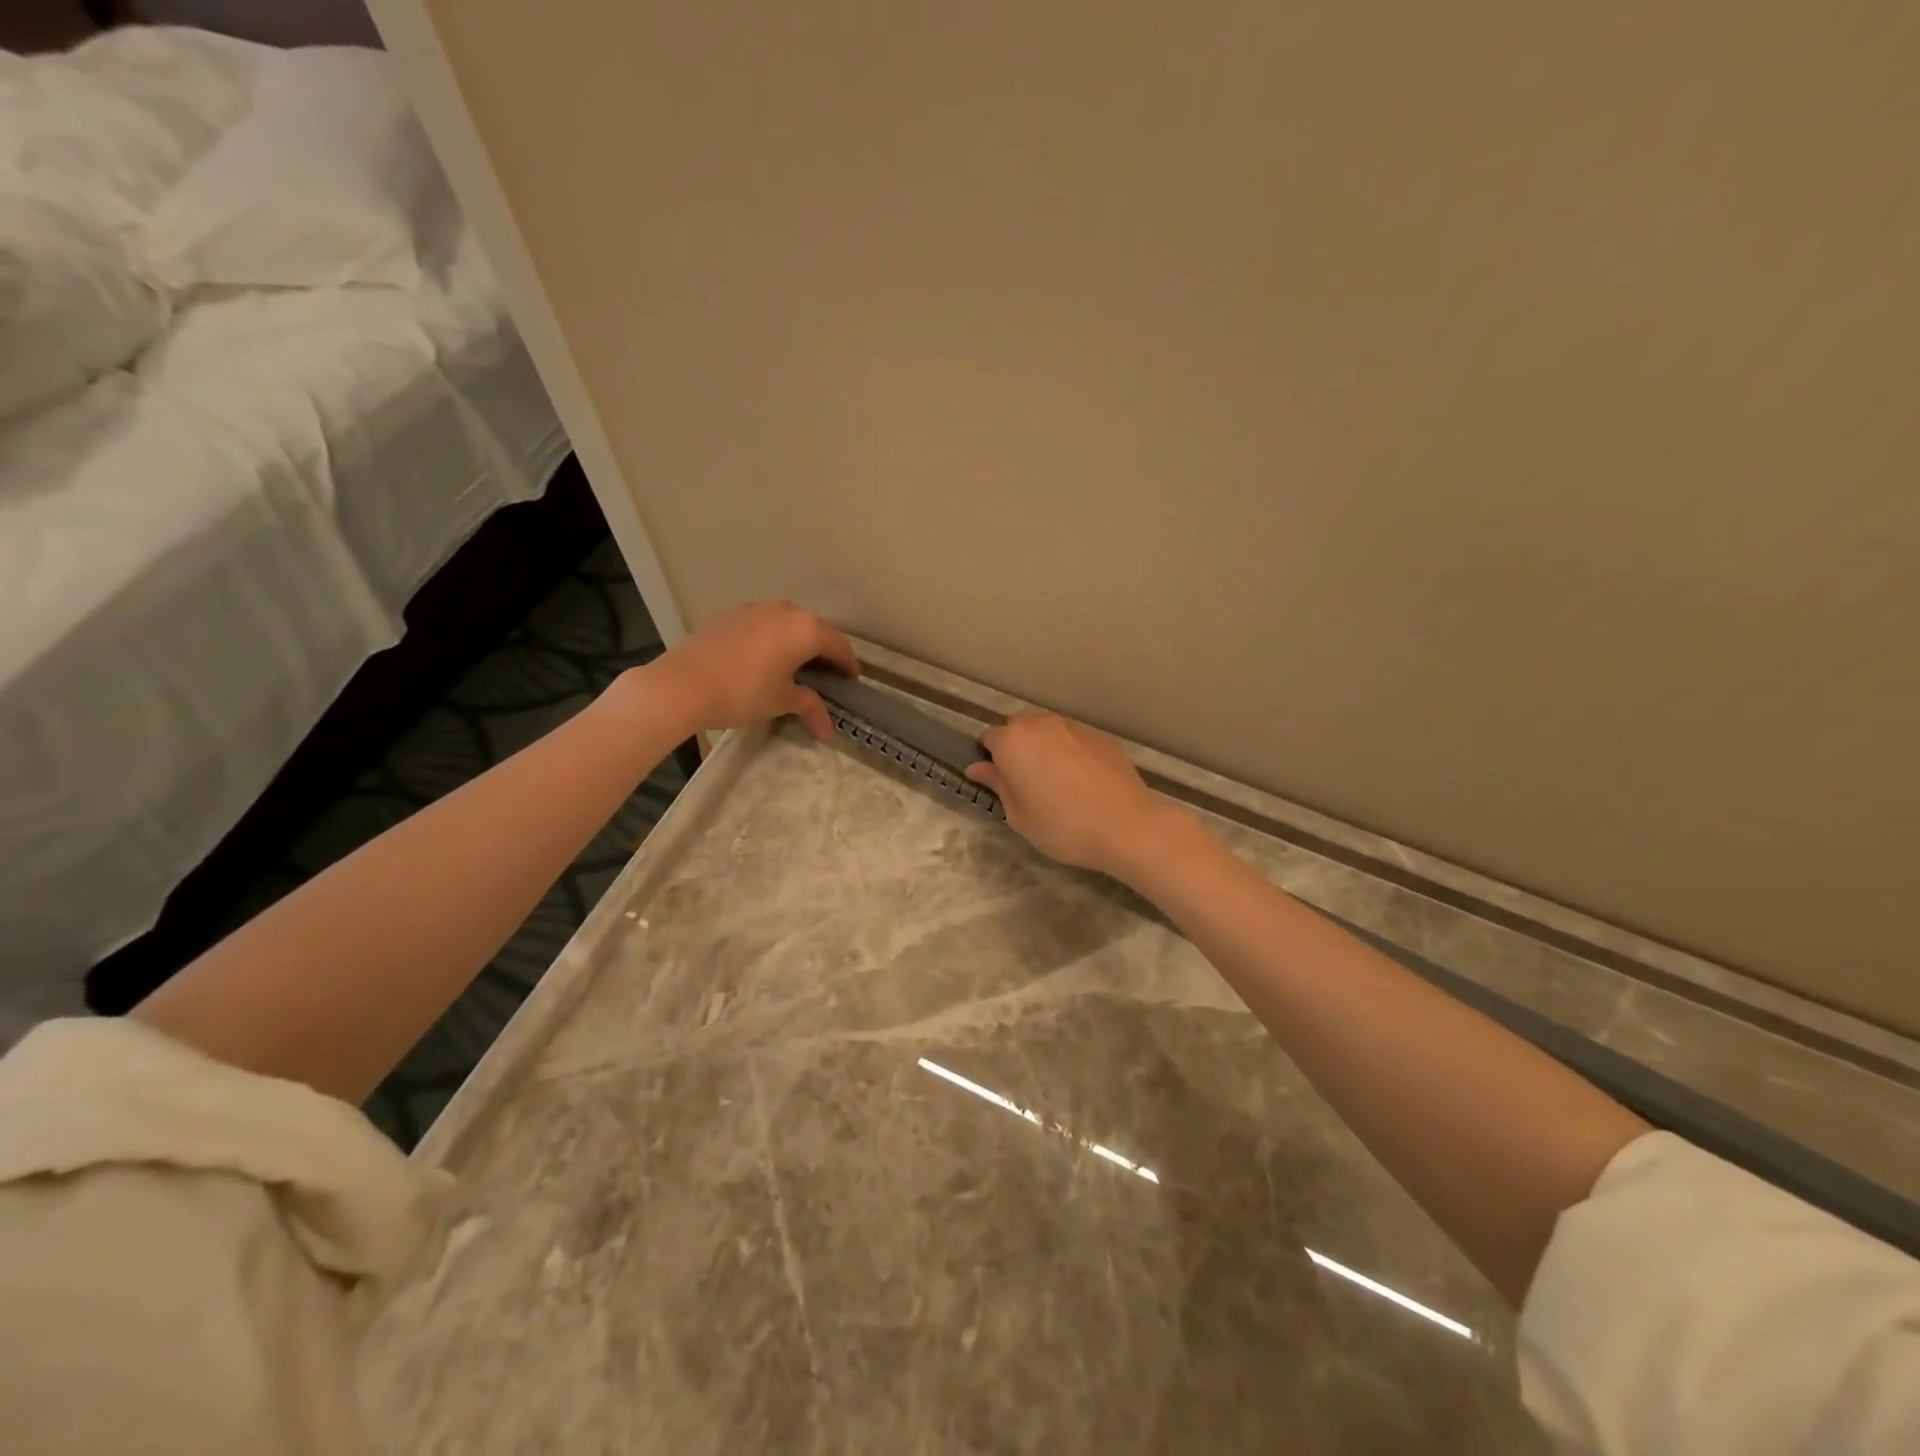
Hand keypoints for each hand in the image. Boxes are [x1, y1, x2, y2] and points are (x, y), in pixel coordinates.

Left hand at [650, 601, 858, 739]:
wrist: (683, 684)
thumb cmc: (744, 693)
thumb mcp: (782, 701)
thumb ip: (810, 707)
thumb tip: (828, 730)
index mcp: (805, 629)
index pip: (838, 645)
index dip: (848, 665)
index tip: (850, 683)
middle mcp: (784, 610)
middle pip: (814, 630)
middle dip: (823, 652)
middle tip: (825, 677)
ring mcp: (754, 609)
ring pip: (786, 624)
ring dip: (796, 643)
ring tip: (793, 667)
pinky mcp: (728, 615)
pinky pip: (761, 625)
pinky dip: (770, 640)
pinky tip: (761, 660)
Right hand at [963, 712, 1182, 879]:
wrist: (1126, 825)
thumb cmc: (1062, 826)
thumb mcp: (1019, 815)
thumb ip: (997, 785)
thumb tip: (977, 767)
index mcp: (1013, 741)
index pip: (989, 738)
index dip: (990, 758)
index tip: (998, 780)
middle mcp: (1040, 724)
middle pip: (1018, 728)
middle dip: (1016, 748)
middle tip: (1025, 782)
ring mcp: (1073, 726)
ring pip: (1047, 730)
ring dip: (1043, 748)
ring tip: (1055, 781)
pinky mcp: (1099, 736)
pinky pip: (1073, 738)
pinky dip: (1069, 752)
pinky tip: (1081, 780)